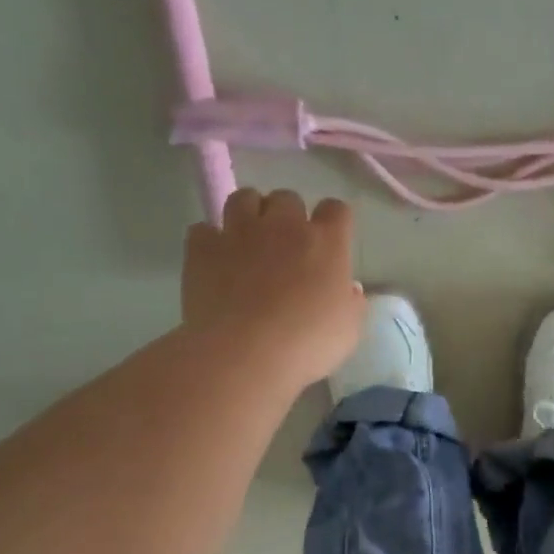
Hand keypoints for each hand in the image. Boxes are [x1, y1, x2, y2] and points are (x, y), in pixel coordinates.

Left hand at [183, 189, 364, 388]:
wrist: (244, 355)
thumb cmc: (307, 345)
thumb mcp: (348, 331)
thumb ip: (351, 304)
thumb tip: (348, 289)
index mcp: (326, 242)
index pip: (337, 209)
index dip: (334, 222)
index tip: (331, 242)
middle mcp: (283, 225)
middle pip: (288, 198)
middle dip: (288, 216)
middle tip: (287, 246)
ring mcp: (239, 232)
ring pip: (243, 198)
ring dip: (249, 214)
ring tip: (249, 241)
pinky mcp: (202, 248)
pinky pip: (204, 228)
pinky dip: (210, 240)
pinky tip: (215, 261)